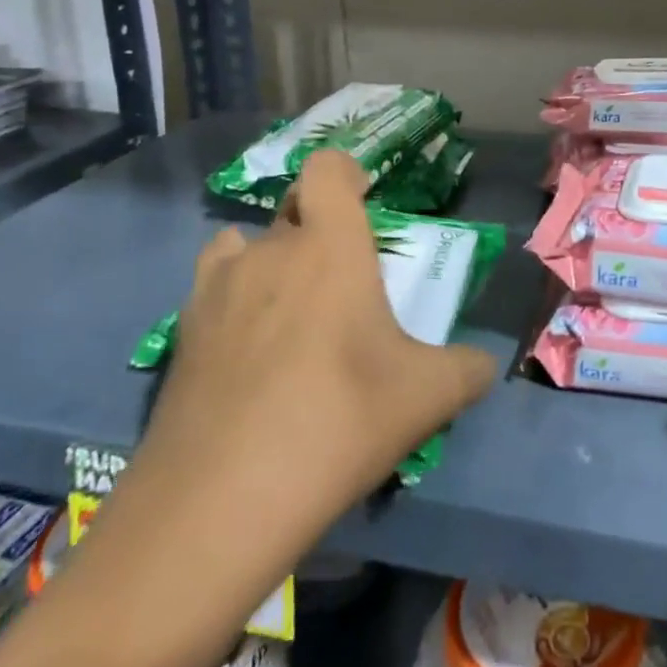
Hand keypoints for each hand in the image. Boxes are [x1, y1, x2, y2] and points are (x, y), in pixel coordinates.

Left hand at [142, 147, 497, 517]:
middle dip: (318, 229)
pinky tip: (247, 345)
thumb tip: (484, 365)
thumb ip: (468, 369)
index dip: (346, 173)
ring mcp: (218, 287)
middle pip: (292, 208)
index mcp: (330, 246)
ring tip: (290, 308)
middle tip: (342, 280)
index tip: (364, 201)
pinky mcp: (182, 330)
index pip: (327, 167)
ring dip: (271, 258)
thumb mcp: (428, 397)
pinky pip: (213, 285)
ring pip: (246, 244)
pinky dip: (233, 295)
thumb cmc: (339, 421)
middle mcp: (271, 250)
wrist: (221, 500)